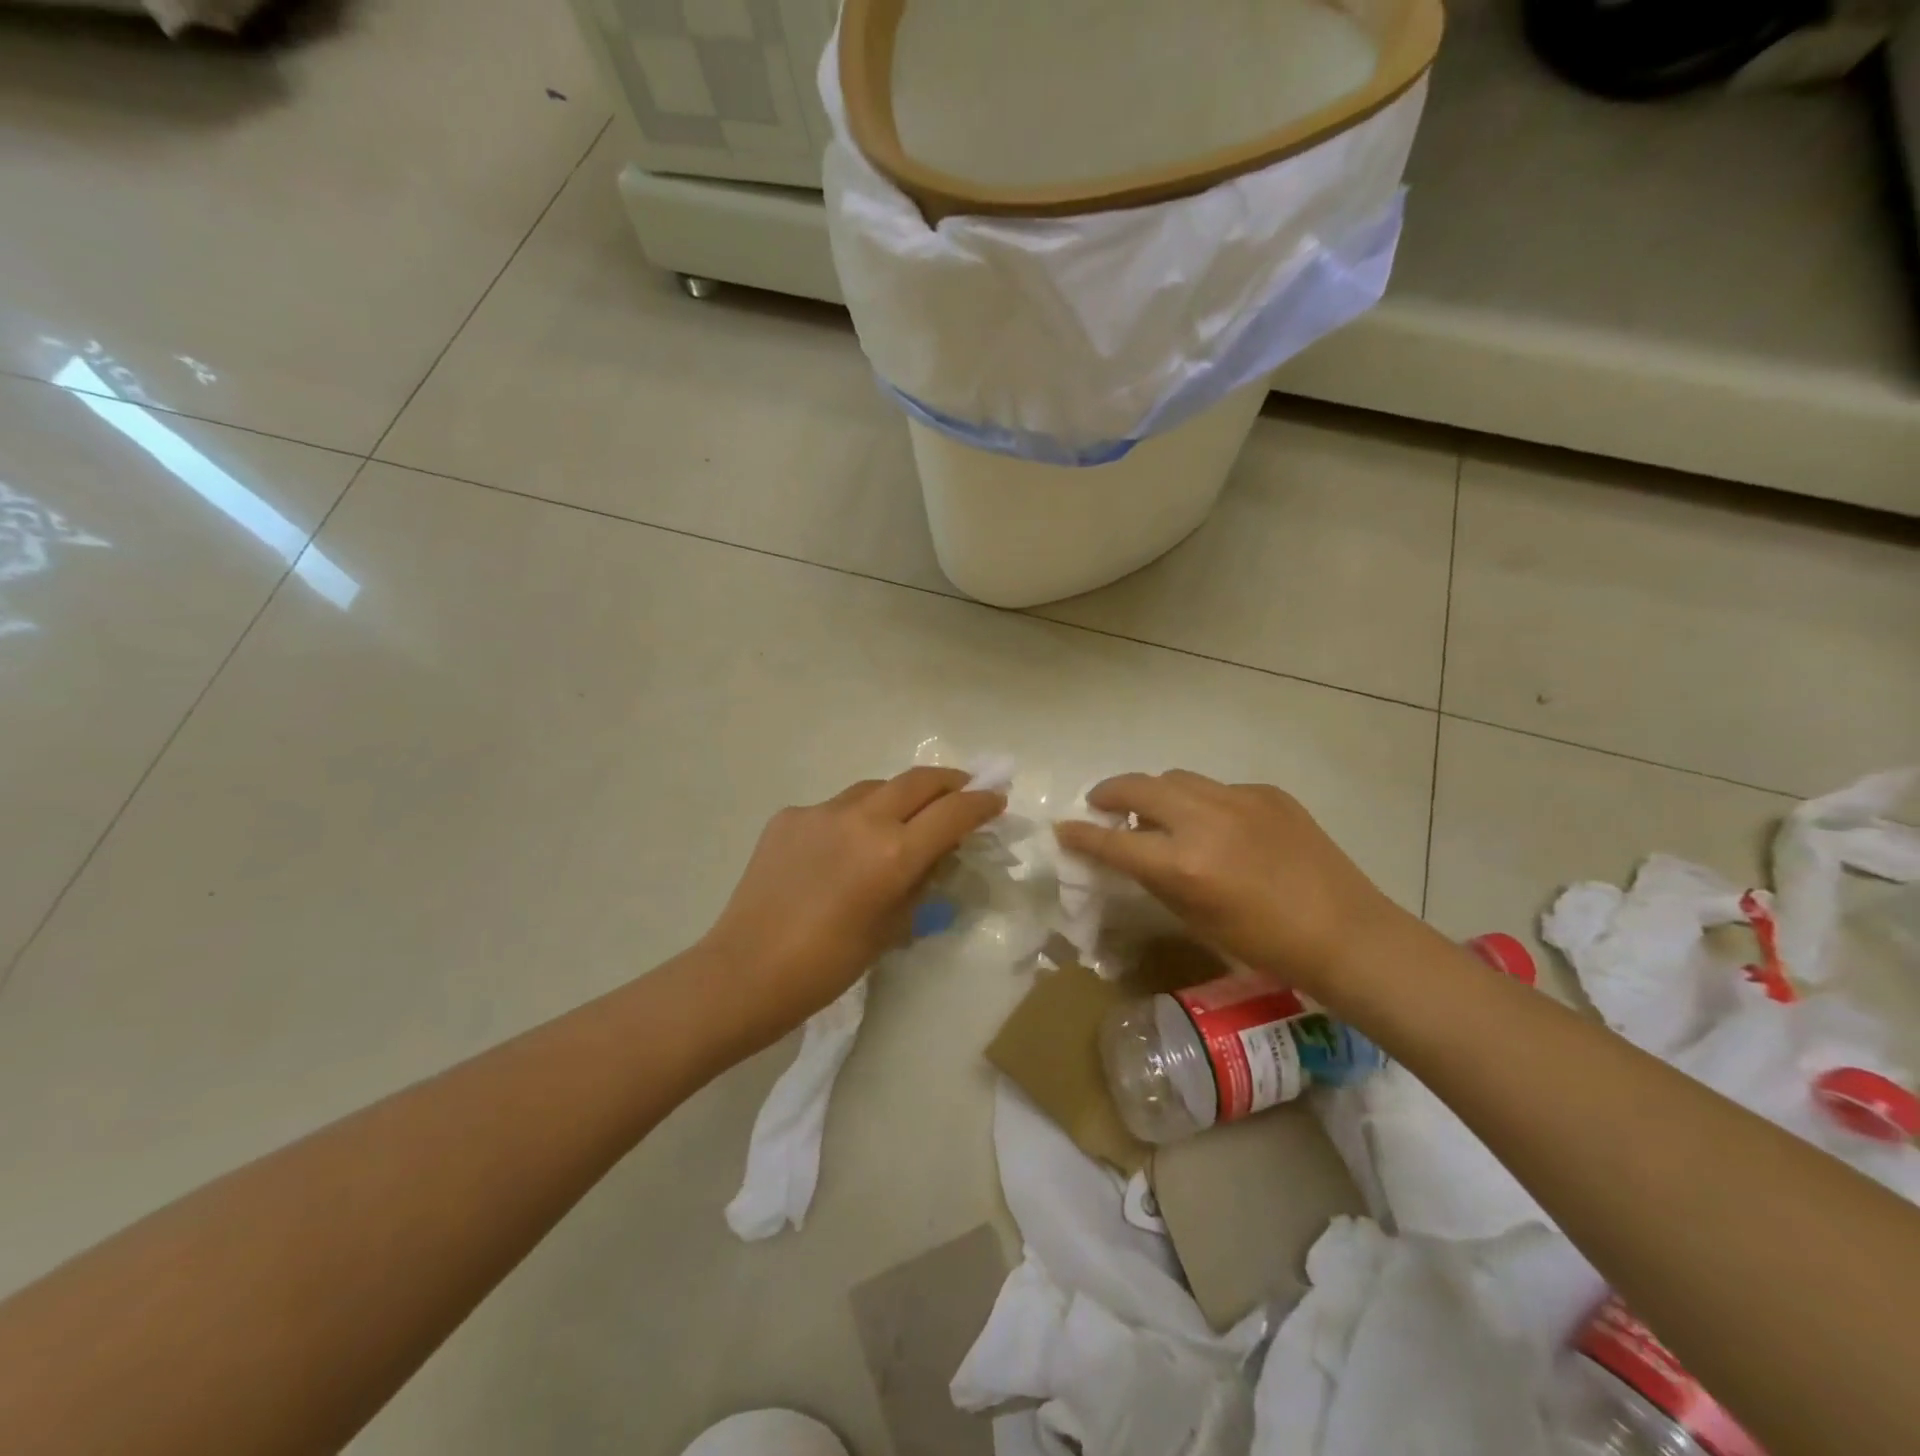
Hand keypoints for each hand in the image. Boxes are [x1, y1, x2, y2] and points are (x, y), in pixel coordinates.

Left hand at [699, 767, 1005, 1045]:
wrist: (746, 971)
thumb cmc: (828, 965)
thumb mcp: (891, 927)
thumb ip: (920, 882)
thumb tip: (936, 854)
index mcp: (893, 853)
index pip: (953, 812)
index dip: (981, 802)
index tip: (996, 798)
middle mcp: (861, 819)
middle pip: (918, 780)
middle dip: (949, 782)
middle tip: (963, 791)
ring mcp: (821, 812)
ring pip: (875, 787)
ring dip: (899, 796)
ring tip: (904, 818)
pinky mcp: (789, 816)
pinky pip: (834, 807)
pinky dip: (852, 819)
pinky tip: (843, 847)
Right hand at [1054, 770, 1402, 998]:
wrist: (1345, 932)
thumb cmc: (1264, 944)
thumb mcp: (1195, 917)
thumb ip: (1156, 878)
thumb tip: (1129, 854)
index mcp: (1184, 863)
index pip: (1113, 840)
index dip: (1081, 834)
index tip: (1063, 828)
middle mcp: (1204, 820)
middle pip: (1137, 787)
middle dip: (1108, 793)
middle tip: (1099, 804)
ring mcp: (1238, 799)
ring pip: (1175, 778)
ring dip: (1153, 791)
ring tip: (1153, 810)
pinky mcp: (1267, 793)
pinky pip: (1217, 789)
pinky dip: (1200, 801)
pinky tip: (1214, 825)